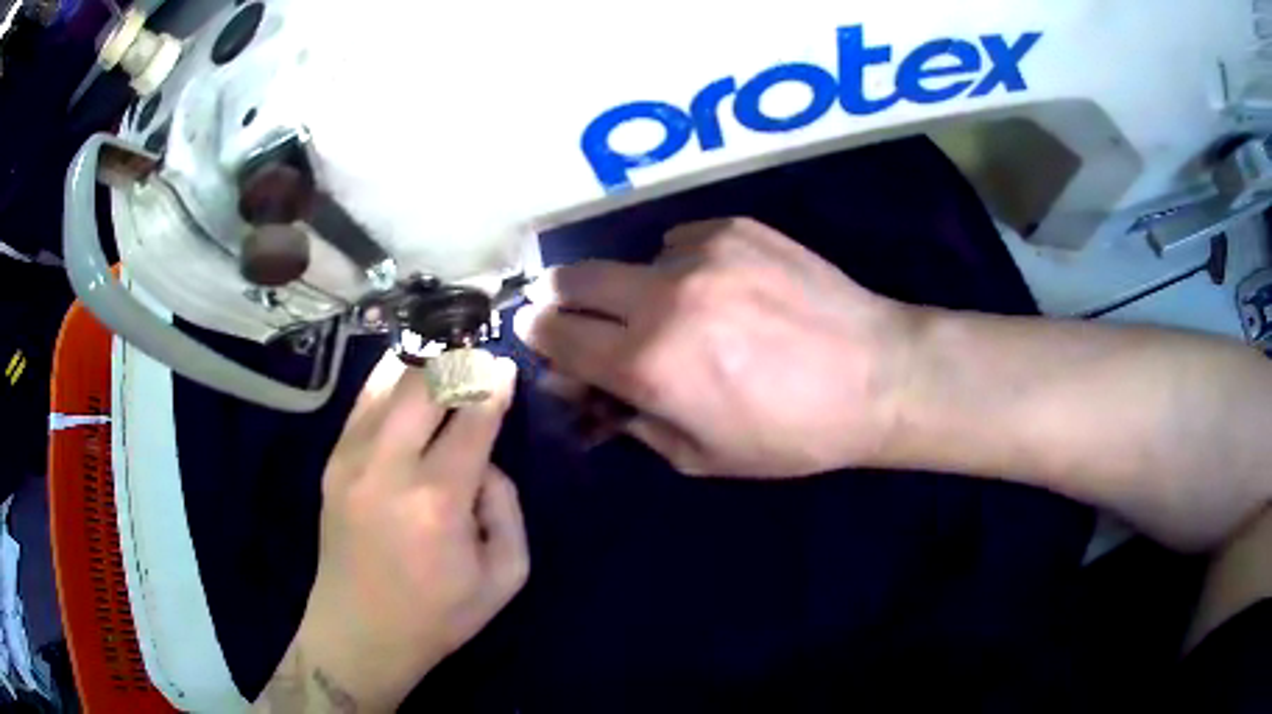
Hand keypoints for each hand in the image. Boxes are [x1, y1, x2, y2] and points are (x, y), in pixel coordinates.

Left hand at [279, 354, 527, 710]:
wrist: (359, 633)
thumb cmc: (437, 614)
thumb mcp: (503, 578)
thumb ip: (507, 509)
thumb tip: (484, 462)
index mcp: (437, 502)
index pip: (472, 421)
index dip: (493, 386)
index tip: (505, 366)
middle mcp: (389, 468)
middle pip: (423, 386)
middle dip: (456, 362)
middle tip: (476, 357)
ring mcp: (352, 461)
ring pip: (387, 384)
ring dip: (420, 363)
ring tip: (442, 356)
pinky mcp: (332, 464)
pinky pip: (362, 403)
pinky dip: (387, 381)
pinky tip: (404, 375)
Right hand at [514, 217, 914, 476]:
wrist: (877, 375)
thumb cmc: (791, 434)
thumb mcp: (700, 455)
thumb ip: (627, 418)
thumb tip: (577, 384)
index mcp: (648, 364)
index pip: (554, 335)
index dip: (537, 335)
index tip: (538, 334)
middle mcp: (662, 296)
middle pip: (572, 278)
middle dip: (559, 298)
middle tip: (576, 316)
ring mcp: (700, 251)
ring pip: (633, 262)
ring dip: (636, 289)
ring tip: (684, 314)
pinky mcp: (734, 227)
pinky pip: (681, 242)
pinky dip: (684, 267)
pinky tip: (725, 290)